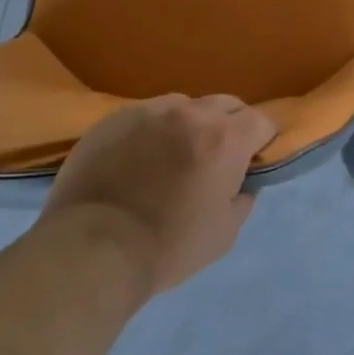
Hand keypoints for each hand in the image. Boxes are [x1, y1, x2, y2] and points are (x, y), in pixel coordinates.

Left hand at [40, 94, 276, 295]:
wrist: (92, 251)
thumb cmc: (168, 246)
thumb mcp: (225, 233)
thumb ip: (243, 198)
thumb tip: (244, 182)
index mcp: (225, 138)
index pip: (261, 121)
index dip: (261, 141)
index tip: (251, 161)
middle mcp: (192, 113)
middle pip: (226, 104)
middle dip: (229, 126)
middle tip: (215, 158)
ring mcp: (150, 111)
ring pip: (184, 106)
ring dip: (189, 124)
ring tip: (172, 155)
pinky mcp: (115, 119)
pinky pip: (146, 115)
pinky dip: (152, 131)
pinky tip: (138, 159)